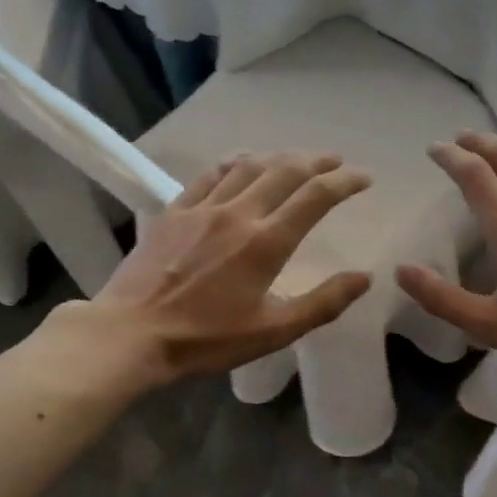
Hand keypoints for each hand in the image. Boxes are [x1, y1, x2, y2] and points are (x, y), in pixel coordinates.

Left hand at [84, 150, 373, 385]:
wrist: (131, 334)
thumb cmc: (207, 339)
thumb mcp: (274, 331)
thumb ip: (323, 303)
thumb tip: (364, 277)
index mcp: (267, 243)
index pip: (315, 197)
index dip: (345, 182)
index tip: (365, 178)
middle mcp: (238, 214)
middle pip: (285, 171)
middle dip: (316, 161)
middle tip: (336, 161)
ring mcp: (203, 208)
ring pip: (248, 166)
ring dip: (278, 157)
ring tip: (295, 159)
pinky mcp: (174, 211)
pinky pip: (209, 175)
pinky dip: (233, 163)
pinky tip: (241, 163)